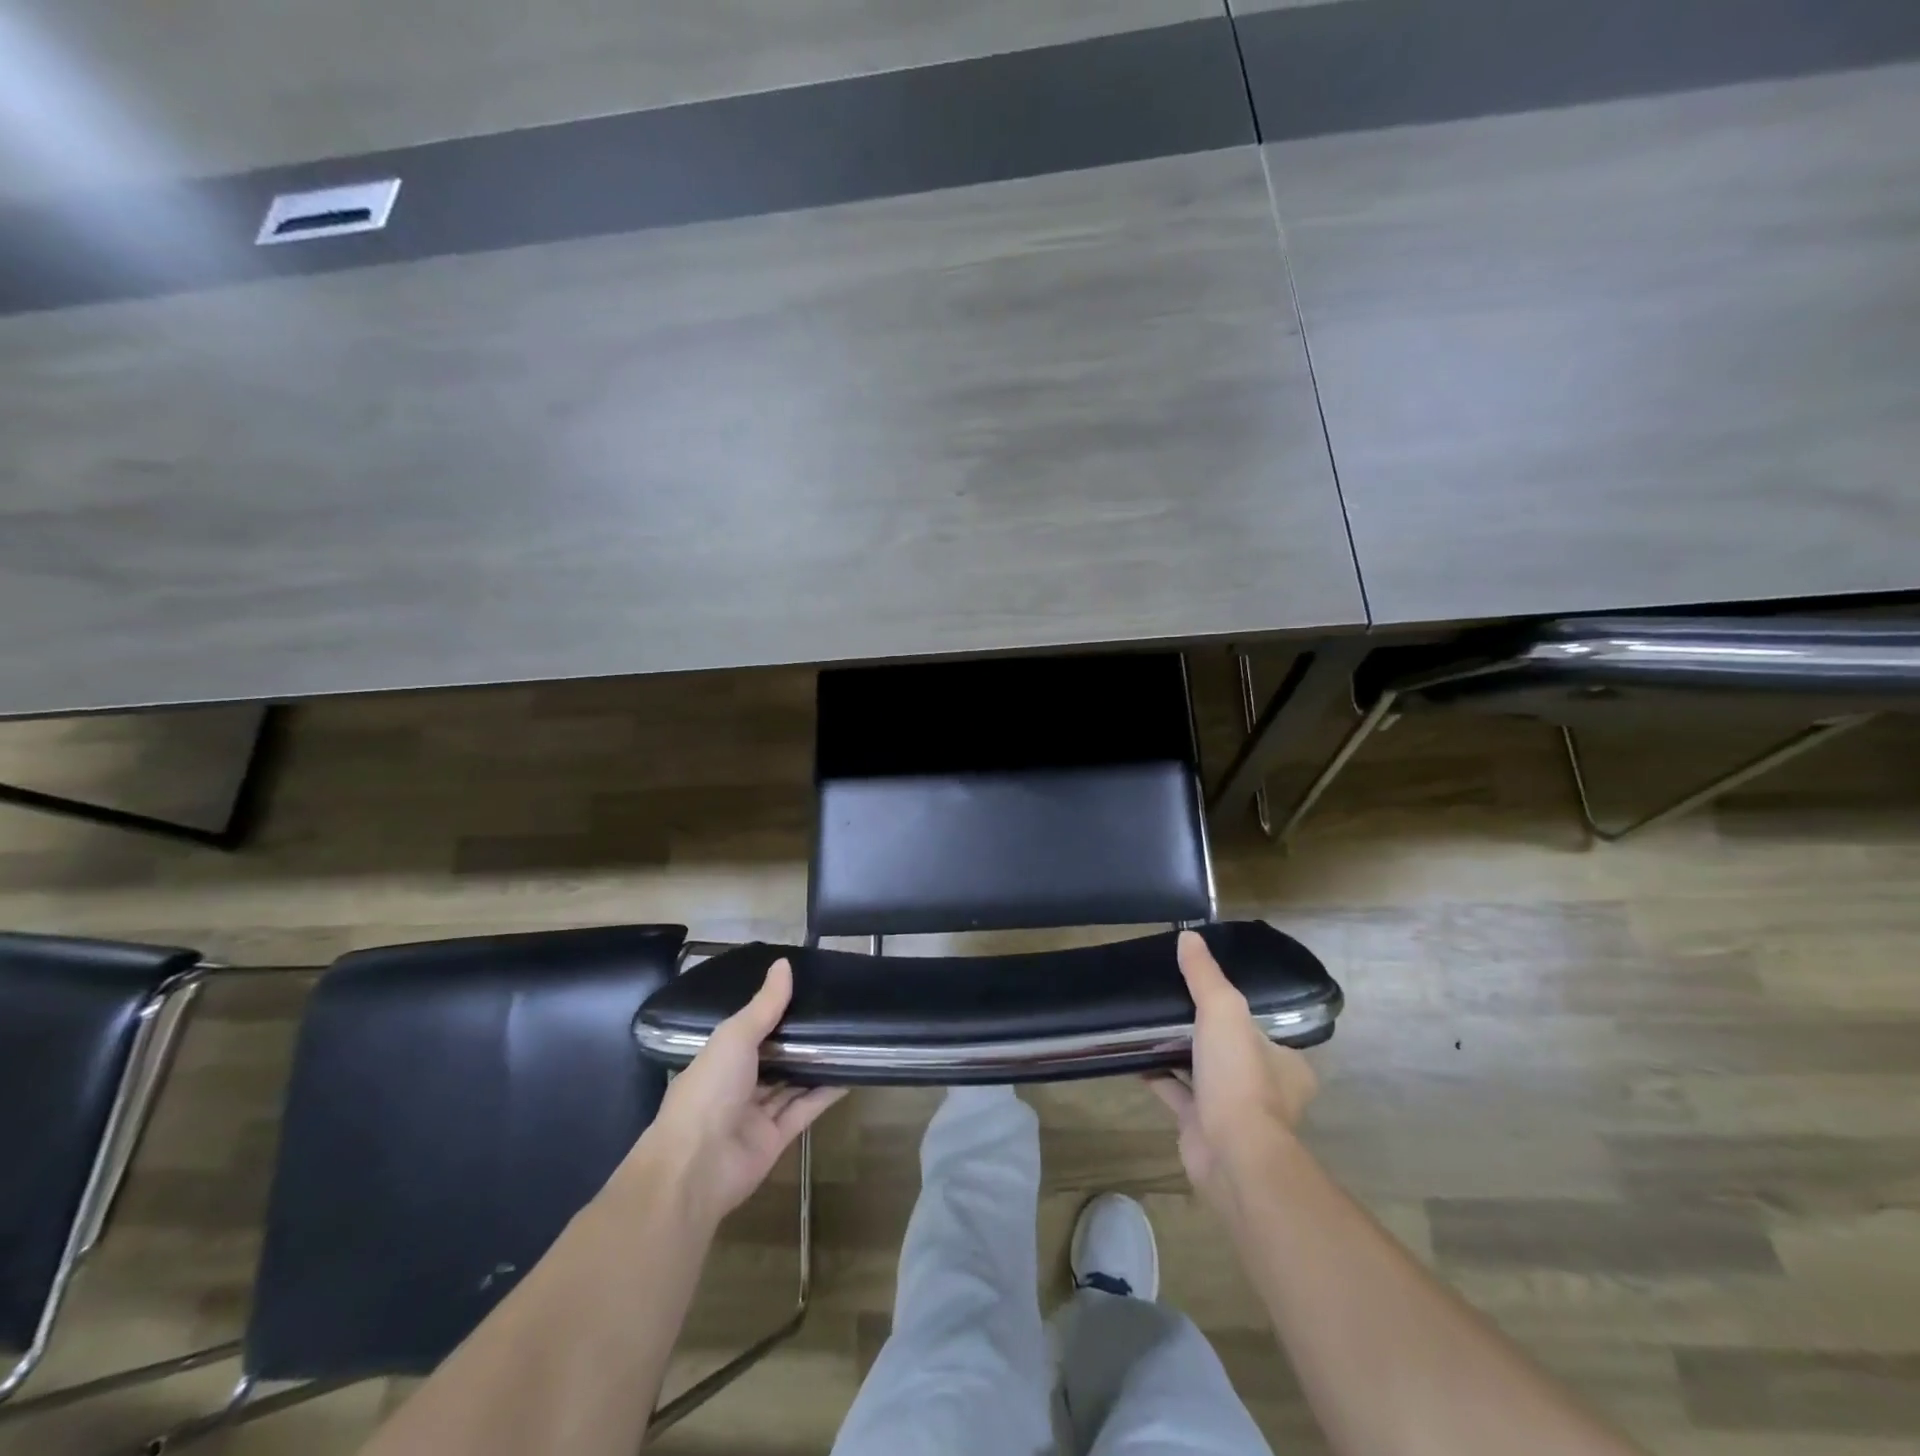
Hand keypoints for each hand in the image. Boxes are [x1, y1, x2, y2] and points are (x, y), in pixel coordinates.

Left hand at [626, 959, 844, 1226]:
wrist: (695, 1168)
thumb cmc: (708, 1091)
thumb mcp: (735, 1037)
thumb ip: (764, 1005)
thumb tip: (784, 963)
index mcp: (719, 1059)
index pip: (750, 1030)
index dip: (775, 1012)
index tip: (806, 989)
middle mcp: (737, 1085)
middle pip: (774, 1058)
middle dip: (800, 1039)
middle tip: (836, 1012)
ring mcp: (756, 1114)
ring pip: (791, 1083)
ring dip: (815, 1064)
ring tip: (849, 1038)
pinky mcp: (777, 1138)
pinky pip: (805, 1109)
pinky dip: (825, 1093)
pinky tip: (851, 1072)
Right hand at [1148, 931, 1318, 1212]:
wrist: (1231, 1153)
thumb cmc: (1240, 1078)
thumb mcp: (1224, 1010)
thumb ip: (1205, 975)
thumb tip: (1189, 936)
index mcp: (1285, 1064)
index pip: (1262, 1030)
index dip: (1237, 1011)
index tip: (1207, 992)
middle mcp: (1265, 1088)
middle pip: (1231, 1050)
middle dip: (1204, 1032)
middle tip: (1172, 1004)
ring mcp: (1233, 1111)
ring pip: (1203, 1072)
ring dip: (1179, 1053)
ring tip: (1148, 1024)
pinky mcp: (1202, 1127)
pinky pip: (1177, 1093)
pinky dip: (1157, 1076)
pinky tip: (1133, 1056)